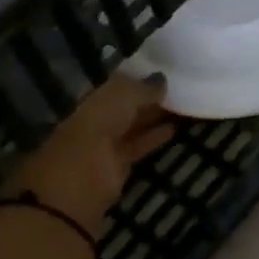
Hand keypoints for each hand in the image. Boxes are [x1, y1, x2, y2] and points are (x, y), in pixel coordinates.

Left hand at [9, 73, 172, 232]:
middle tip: (179, 87)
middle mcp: (95, 119)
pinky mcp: (117, 168)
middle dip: (147, 97)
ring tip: (182, 106)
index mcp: (89, 100)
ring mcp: (104, 145)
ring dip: (154, 117)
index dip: (138, 78)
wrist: (76, 187)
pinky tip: (173, 130)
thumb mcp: (117, 101)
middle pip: (125, 106)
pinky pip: (138, 146)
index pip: (116, 84)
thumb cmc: (93, 133)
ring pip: (133, 125)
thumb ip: (140, 89)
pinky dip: (154, 138)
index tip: (164, 70)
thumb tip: (162, 79)